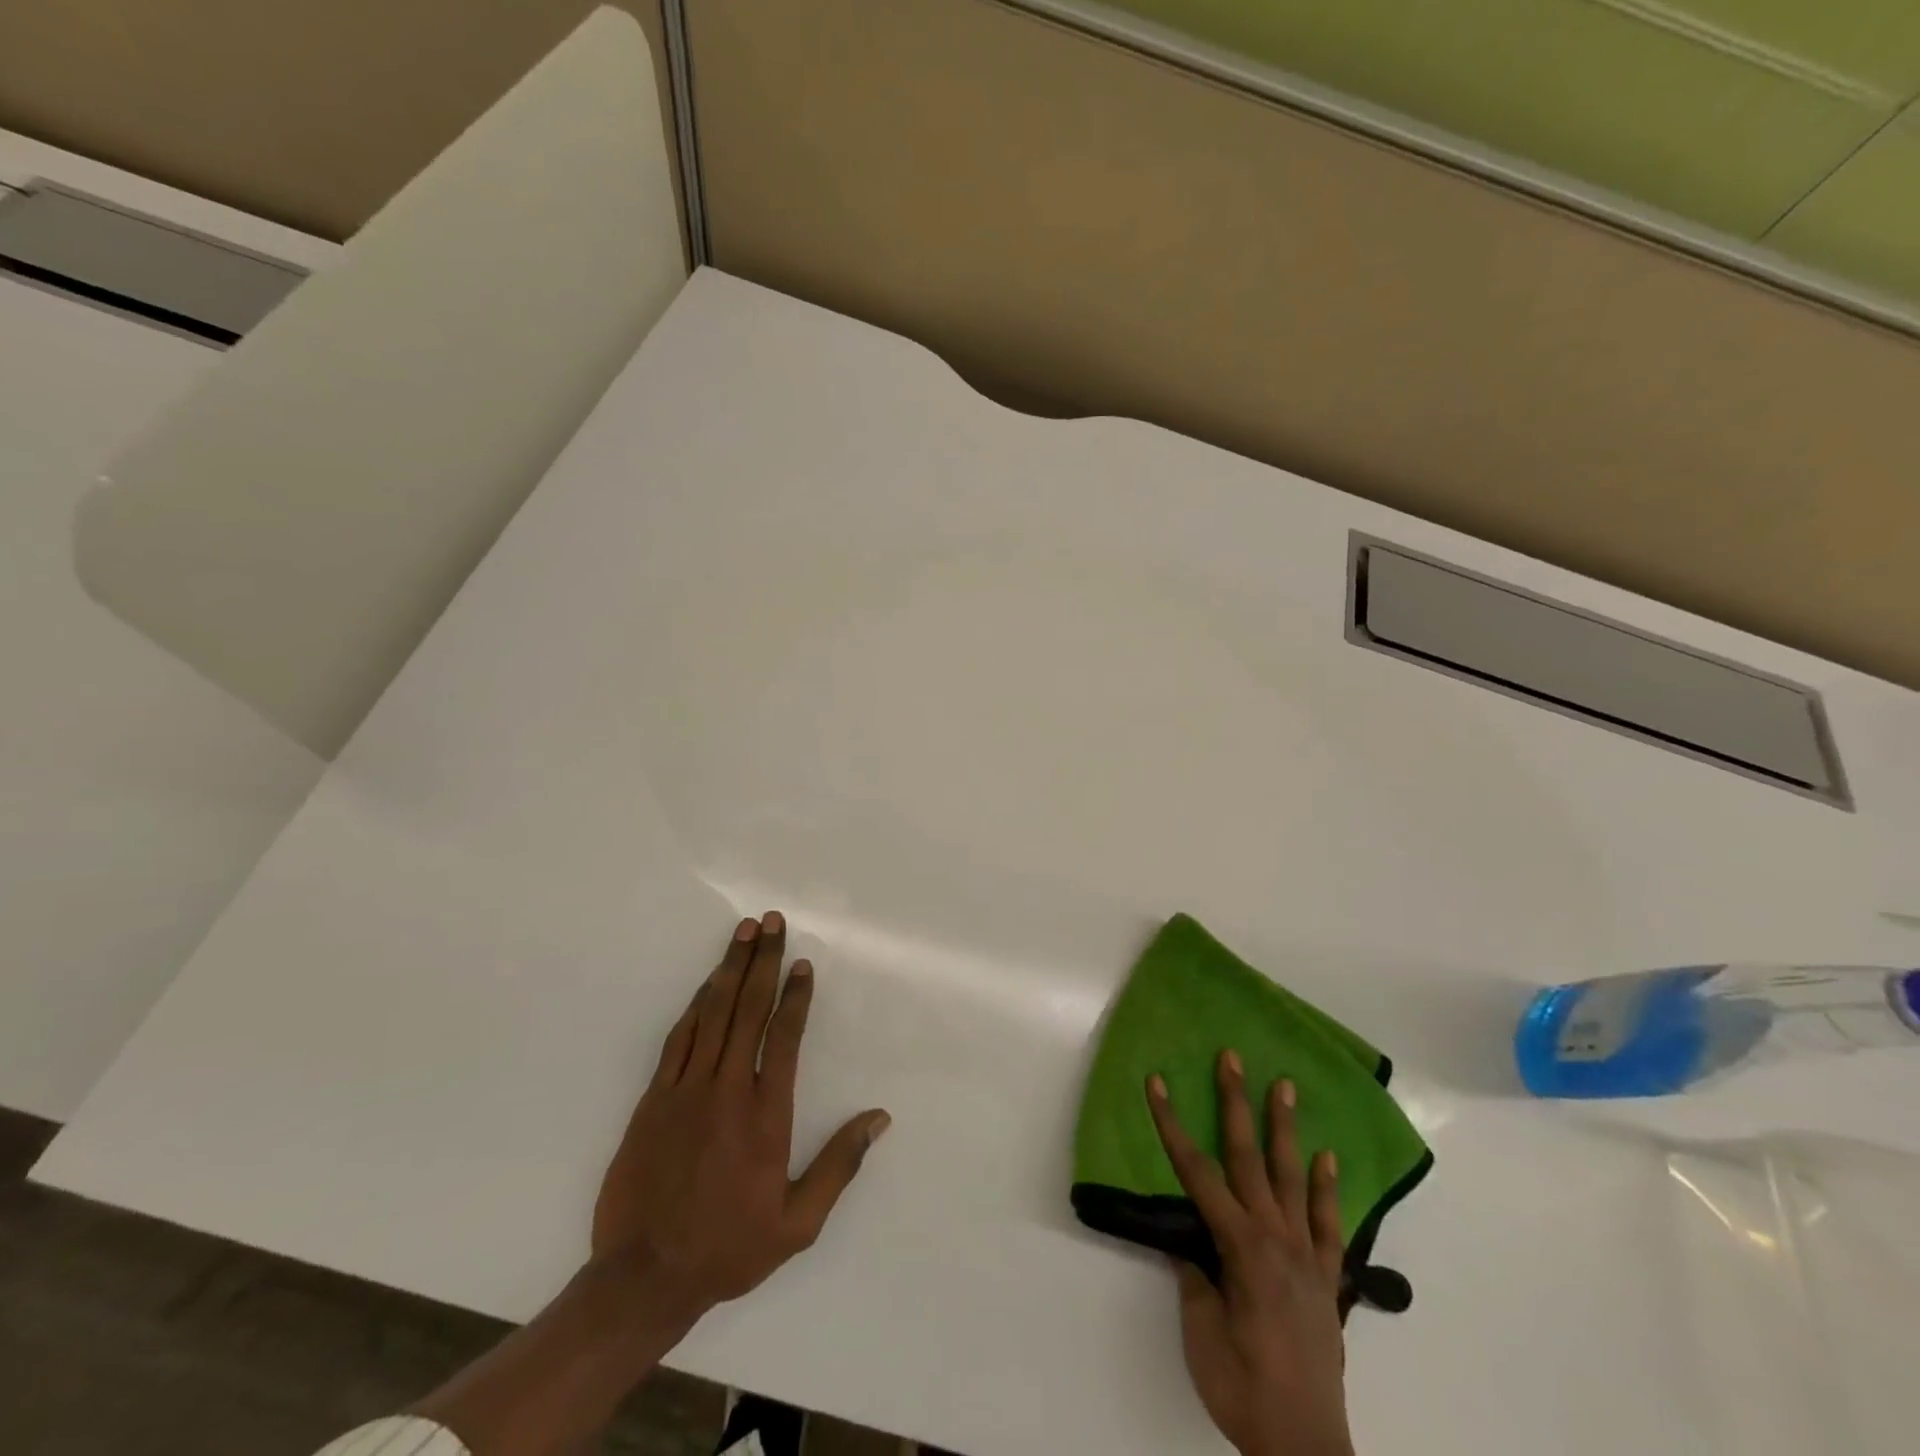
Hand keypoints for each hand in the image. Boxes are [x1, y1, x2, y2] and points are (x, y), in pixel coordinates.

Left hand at [591, 911, 890, 1318]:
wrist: (642, 1278)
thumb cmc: (727, 1249)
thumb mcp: (797, 1224)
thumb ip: (839, 1166)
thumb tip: (879, 1118)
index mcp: (766, 1115)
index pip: (784, 1037)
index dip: (795, 996)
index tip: (802, 963)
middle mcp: (727, 1090)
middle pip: (748, 1010)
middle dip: (762, 961)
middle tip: (771, 921)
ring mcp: (685, 1090)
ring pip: (712, 1013)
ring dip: (729, 968)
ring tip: (743, 932)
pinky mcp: (653, 1098)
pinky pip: (679, 1038)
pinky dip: (696, 1004)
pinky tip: (706, 984)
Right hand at [1147, 1053, 1352, 1455]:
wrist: (1306, 1446)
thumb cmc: (1243, 1387)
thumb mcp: (1201, 1334)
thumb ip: (1194, 1278)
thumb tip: (1187, 1243)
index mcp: (1239, 1246)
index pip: (1196, 1173)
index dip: (1172, 1125)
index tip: (1158, 1083)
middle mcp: (1275, 1237)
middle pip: (1248, 1157)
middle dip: (1235, 1103)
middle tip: (1233, 1058)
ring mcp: (1306, 1254)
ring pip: (1292, 1177)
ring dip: (1285, 1128)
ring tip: (1285, 1086)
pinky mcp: (1327, 1277)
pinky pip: (1328, 1224)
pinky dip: (1327, 1188)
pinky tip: (1328, 1157)